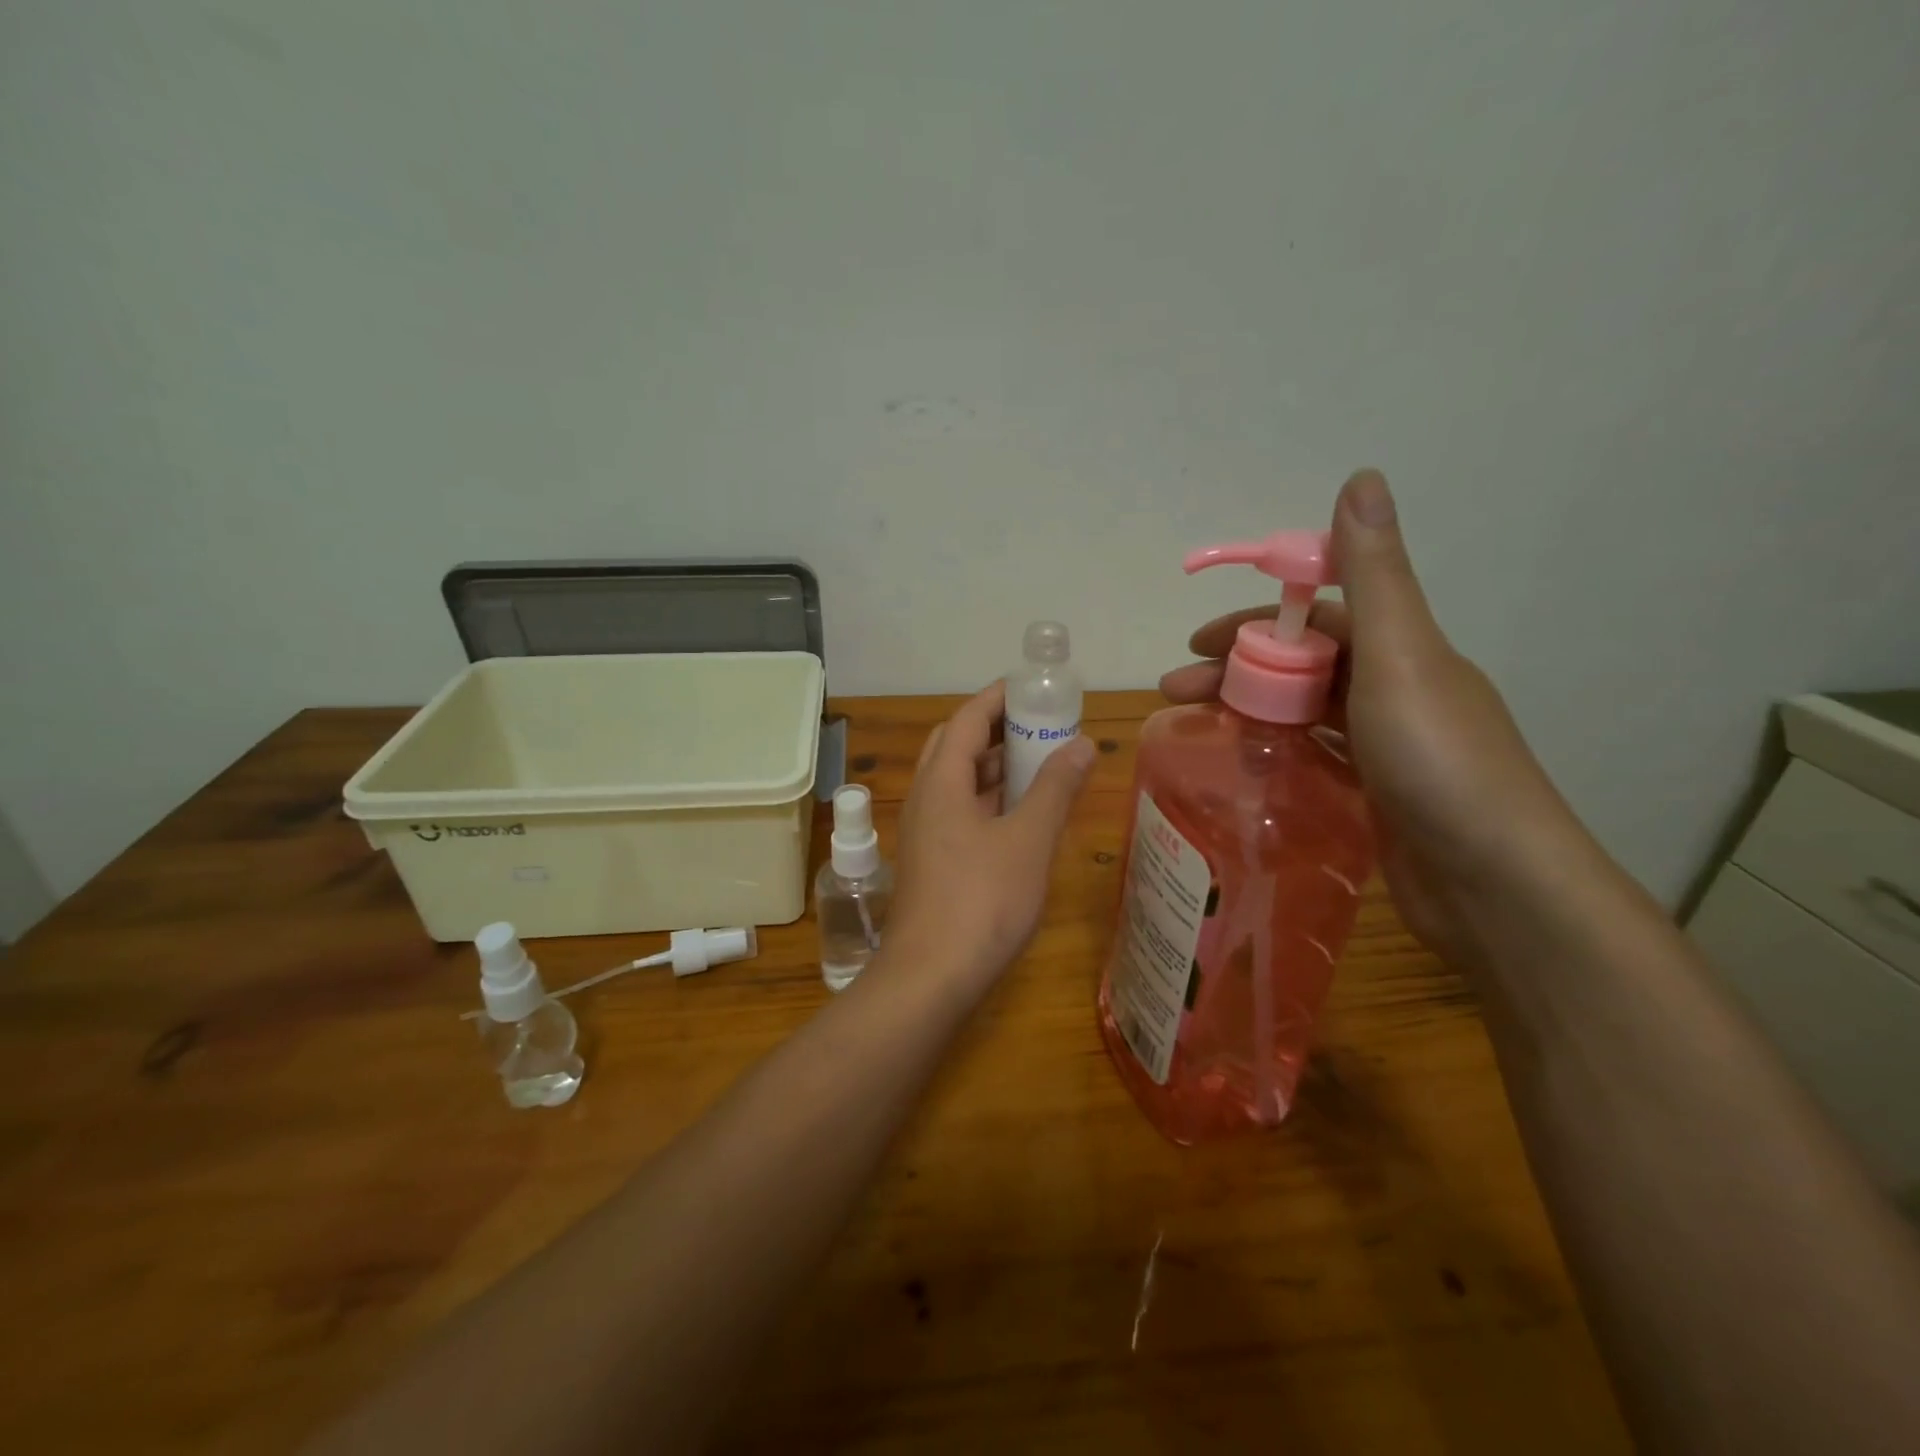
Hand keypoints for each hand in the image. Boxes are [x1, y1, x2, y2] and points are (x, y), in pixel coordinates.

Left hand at [884, 681, 1097, 988]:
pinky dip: (990, 799)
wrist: (930, 977)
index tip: (1035, 687)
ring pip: (958, 781)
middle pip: (956, 744)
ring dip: (993, 766)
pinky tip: (1021, 813)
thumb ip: (1055, 788)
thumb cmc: (982, 901)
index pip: (967, 718)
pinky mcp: (933, 860)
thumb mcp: (1028, 840)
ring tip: (1040, 762)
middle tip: (1040, 724)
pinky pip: (960, 810)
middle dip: (996, 728)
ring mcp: (925, 831)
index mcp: (941, 782)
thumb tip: (1082, 742)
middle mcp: (925, 797)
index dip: (999, 697)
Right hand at [1161, 470, 1584, 963]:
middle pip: (1302, 666)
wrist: (1494, 884)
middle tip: (1176, 692)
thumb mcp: (1400, 656)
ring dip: (1249, 709)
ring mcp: (1388, 748)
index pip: (1316, 617)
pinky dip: (1277, 751)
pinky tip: (1243, 767)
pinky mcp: (1377, 797)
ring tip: (1194, 728)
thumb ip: (1374, 574)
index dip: (1254, 621)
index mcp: (1403, 651)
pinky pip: (1315, 757)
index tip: (1197, 641)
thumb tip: (1360, 476)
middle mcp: (1397, 691)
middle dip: (1237, 670)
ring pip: (1304, 712)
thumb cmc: (1438, 762)